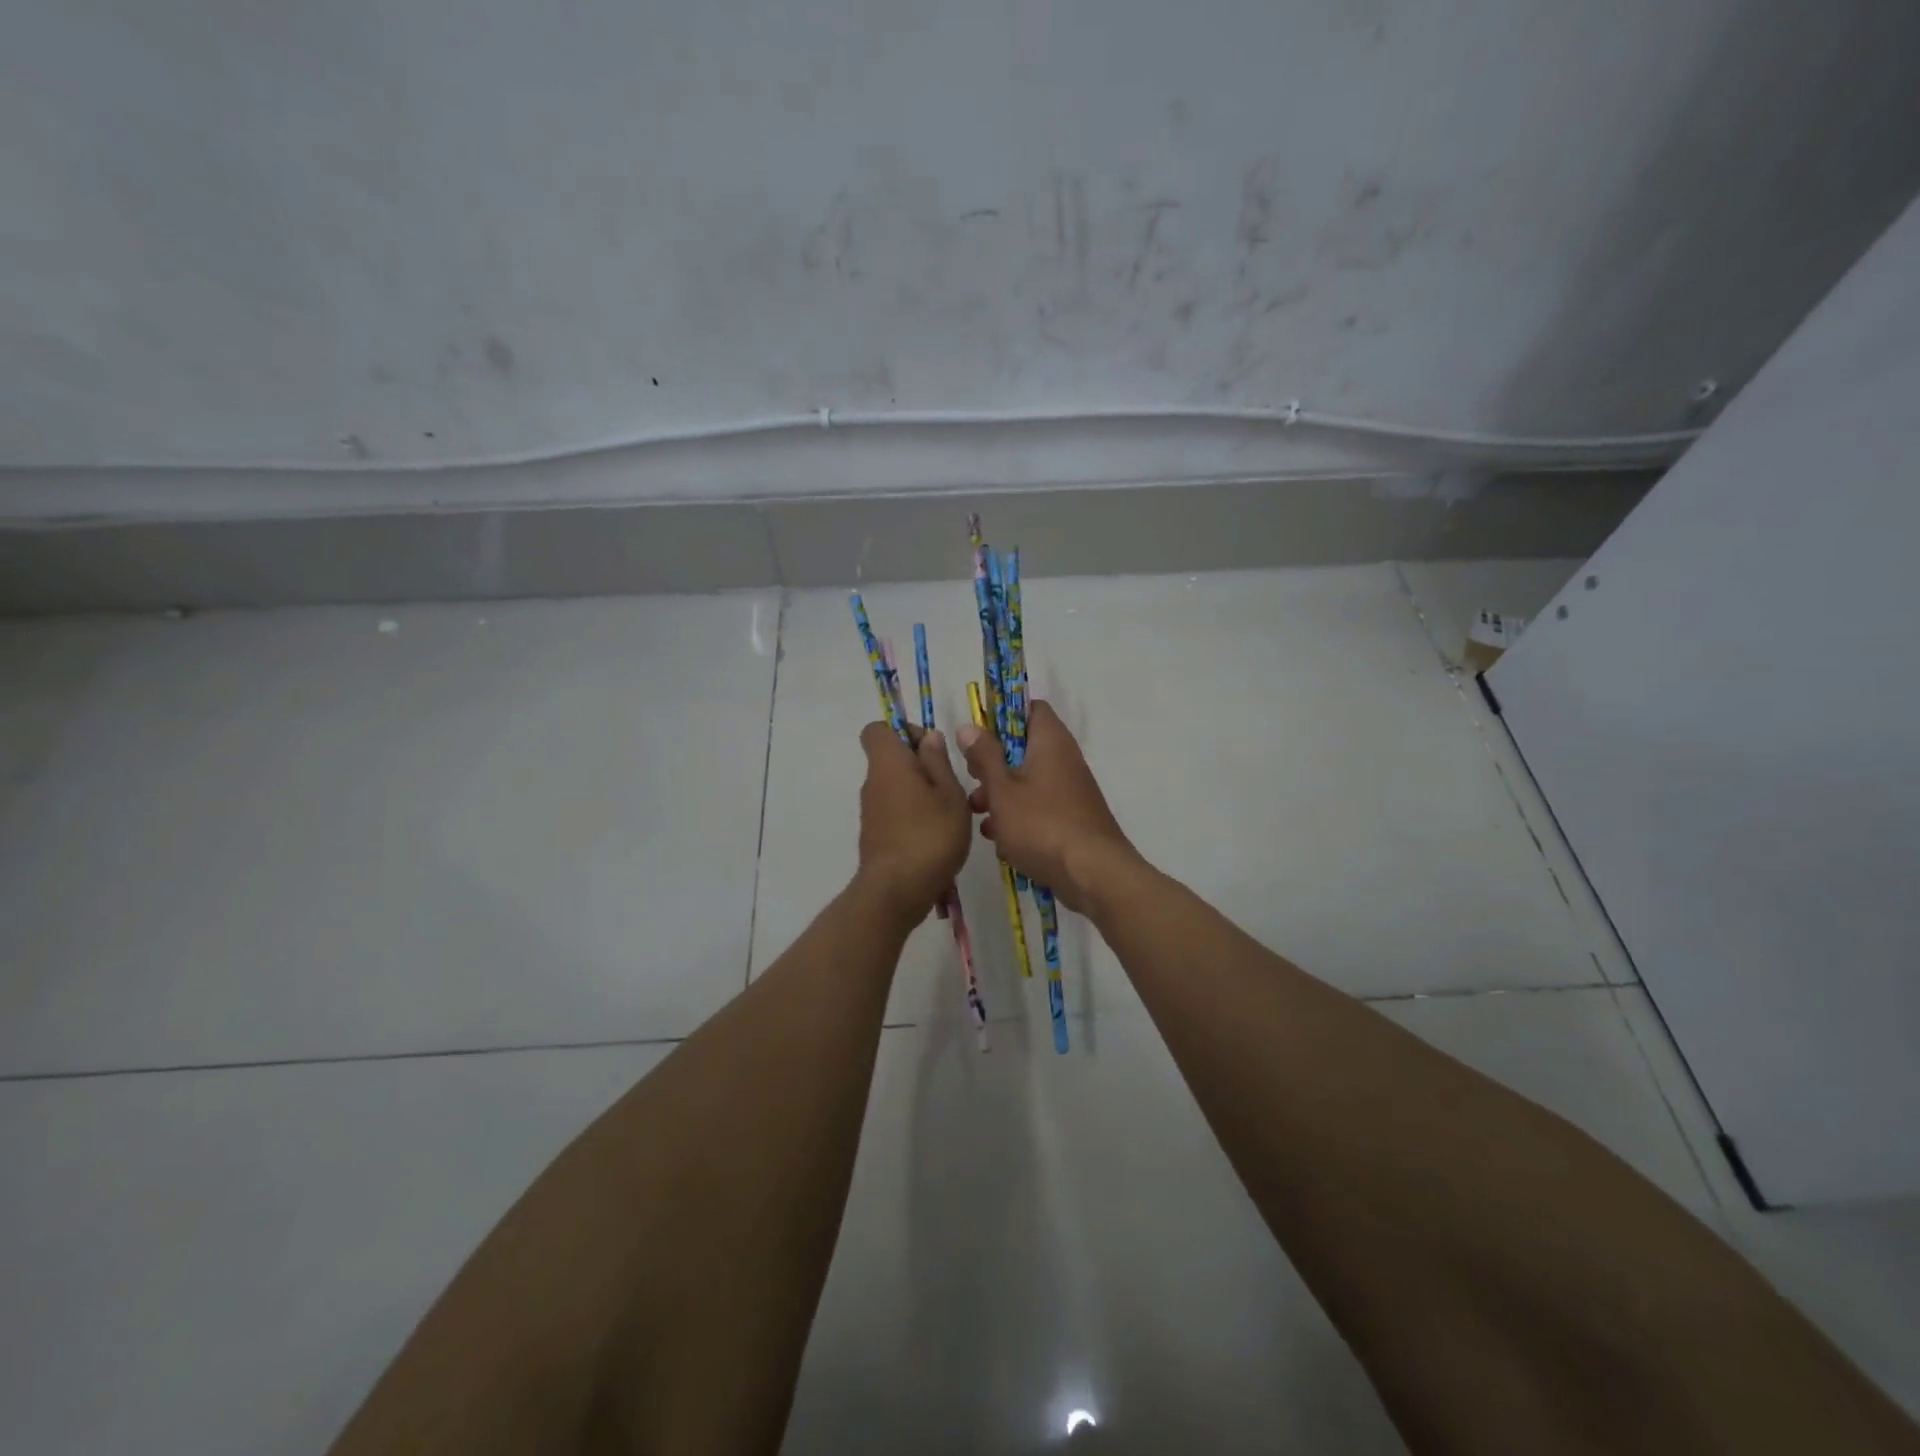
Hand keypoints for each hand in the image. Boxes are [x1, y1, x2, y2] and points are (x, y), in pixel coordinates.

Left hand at [855, 722, 970, 921]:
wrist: (897, 891)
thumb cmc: (930, 835)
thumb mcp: (950, 794)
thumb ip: (938, 762)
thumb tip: (928, 737)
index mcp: (888, 763)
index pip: (877, 729)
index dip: (904, 731)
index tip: (931, 749)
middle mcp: (873, 782)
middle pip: (890, 758)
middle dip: (920, 765)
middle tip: (950, 785)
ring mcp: (871, 811)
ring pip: (895, 787)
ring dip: (920, 792)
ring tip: (948, 814)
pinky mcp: (874, 835)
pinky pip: (894, 811)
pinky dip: (912, 815)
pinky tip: (936, 836)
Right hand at [958, 701, 1139, 911]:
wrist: (1093, 874)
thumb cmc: (1042, 825)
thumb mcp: (1002, 790)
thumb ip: (984, 757)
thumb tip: (969, 726)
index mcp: (1050, 742)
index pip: (1029, 708)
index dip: (1001, 716)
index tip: (977, 735)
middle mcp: (1064, 760)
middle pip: (1023, 748)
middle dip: (993, 765)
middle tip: (972, 780)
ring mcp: (1070, 791)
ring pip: (1028, 781)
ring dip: (1001, 796)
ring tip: (979, 816)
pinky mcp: (1071, 818)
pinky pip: (1039, 808)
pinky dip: (1019, 818)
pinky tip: (1001, 841)